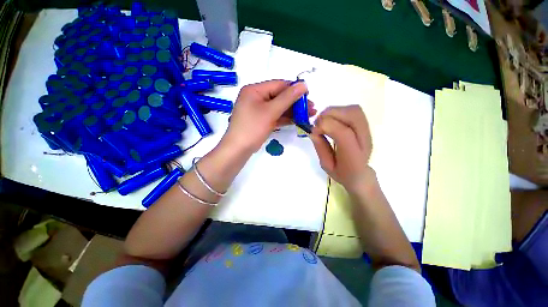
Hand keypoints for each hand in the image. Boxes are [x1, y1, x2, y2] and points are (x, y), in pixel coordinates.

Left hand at [223, 80, 315, 152]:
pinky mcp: (261, 120)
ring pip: (279, 107)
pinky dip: (286, 118)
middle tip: (311, 108)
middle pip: (280, 97)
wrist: (238, 149)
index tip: (309, 95)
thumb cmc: (252, 128)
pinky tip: (298, 120)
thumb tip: (303, 85)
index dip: (294, 89)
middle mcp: (256, 97)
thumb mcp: (270, 111)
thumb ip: (287, 98)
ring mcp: (259, 110)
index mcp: (255, 90)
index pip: (278, 85)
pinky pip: (275, 116)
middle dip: (296, 103)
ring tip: (309, 115)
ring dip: (293, 111)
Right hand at [310, 105, 372, 192]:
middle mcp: (364, 142)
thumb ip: (320, 147)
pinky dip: (339, 111)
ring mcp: (367, 132)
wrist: (360, 174)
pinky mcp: (366, 126)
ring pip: (354, 110)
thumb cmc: (341, 173)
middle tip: (318, 122)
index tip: (314, 129)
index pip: (344, 134)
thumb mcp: (326, 165)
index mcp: (353, 158)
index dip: (327, 125)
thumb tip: (313, 130)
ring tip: (323, 120)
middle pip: (353, 116)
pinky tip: (331, 120)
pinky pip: (354, 111)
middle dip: (331, 114)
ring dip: (335, 111)